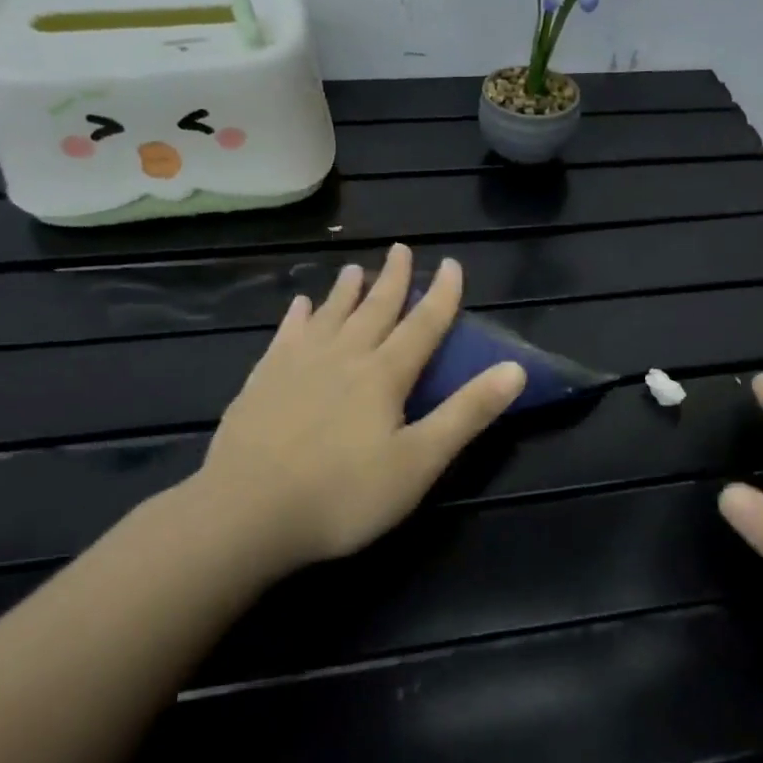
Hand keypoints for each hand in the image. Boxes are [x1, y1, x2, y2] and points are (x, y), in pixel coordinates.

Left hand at [176, 244, 526, 575]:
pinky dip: (297, 318)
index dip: (442, 296)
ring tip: (355, 269)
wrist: (247, 513)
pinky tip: (299, 307)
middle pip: (374, 310)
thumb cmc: (344, 495)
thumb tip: (515, 369)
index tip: (452, 264)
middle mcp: (342, 358)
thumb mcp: (420, 461)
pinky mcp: (262, 382)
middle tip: (401, 249)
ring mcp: (297, 366)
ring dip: (346, 291)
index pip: (422, 326)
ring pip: (329, 317)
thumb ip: (467, 413)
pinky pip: (286, 337)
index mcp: (383, 376)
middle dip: (393, 279)